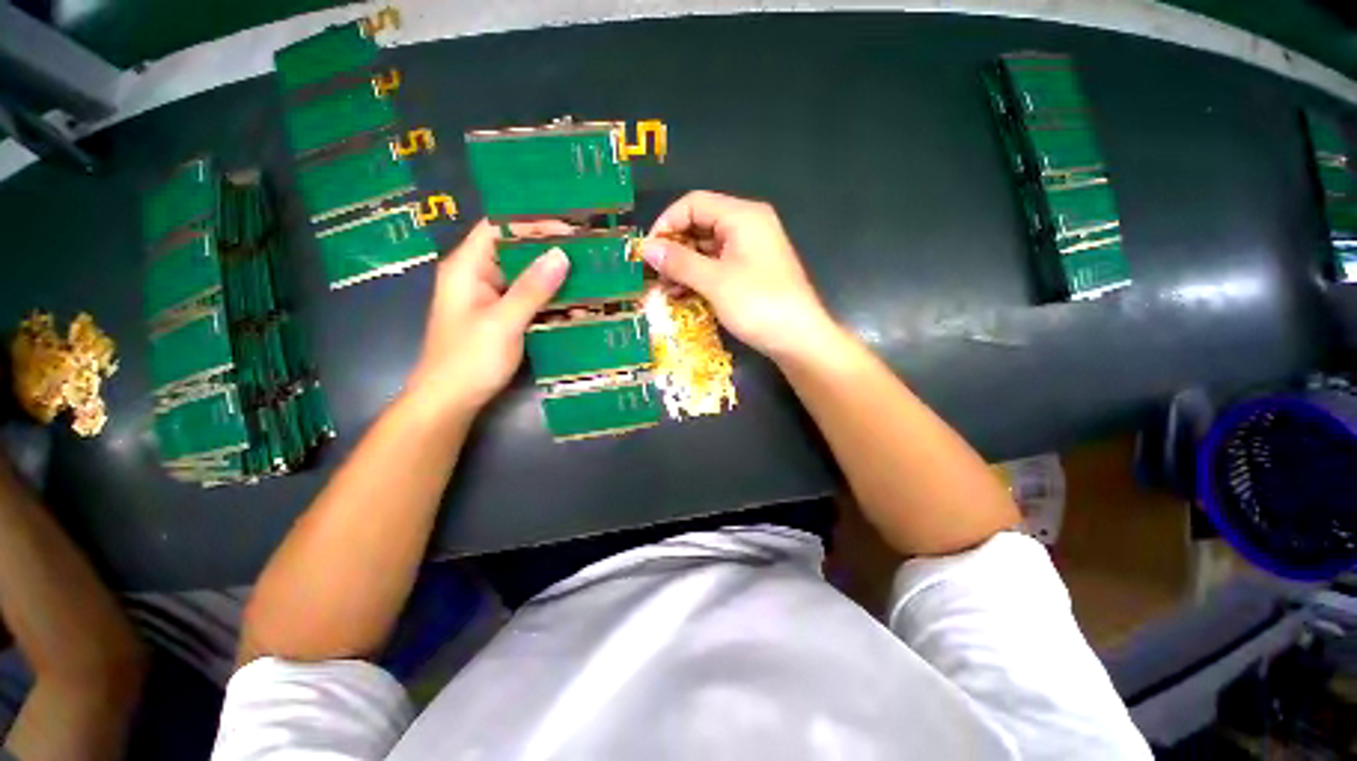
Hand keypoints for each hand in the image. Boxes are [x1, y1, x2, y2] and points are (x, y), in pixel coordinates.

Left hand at [406, 220, 569, 416]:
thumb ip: (531, 288)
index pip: (499, 229)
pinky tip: (575, 307)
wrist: (450, 402)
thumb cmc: (469, 359)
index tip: (570, 231)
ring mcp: (491, 299)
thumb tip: (561, 254)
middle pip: (515, 252)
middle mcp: (478, 277)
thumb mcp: (503, 322)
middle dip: (550, 253)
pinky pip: (529, 301)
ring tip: (589, 280)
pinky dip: (550, 302)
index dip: (532, 224)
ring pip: (526, 279)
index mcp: (467, 268)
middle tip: (587, 255)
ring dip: (554, 280)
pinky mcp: (502, 318)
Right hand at [643, 191, 842, 363]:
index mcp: (742, 216)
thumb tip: (645, 248)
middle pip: (699, 225)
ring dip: (683, 267)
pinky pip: (717, 266)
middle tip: (654, 275)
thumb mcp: (714, 281)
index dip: (666, 223)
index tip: (647, 251)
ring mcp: (750, 251)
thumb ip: (679, 262)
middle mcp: (747, 227)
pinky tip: (682, 295)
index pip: (693, 204)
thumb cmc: (758, 305)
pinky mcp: (750, 273)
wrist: (799, 339)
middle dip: (674, 249)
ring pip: (706, 249)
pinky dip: (699, 278)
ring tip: (665, 289)